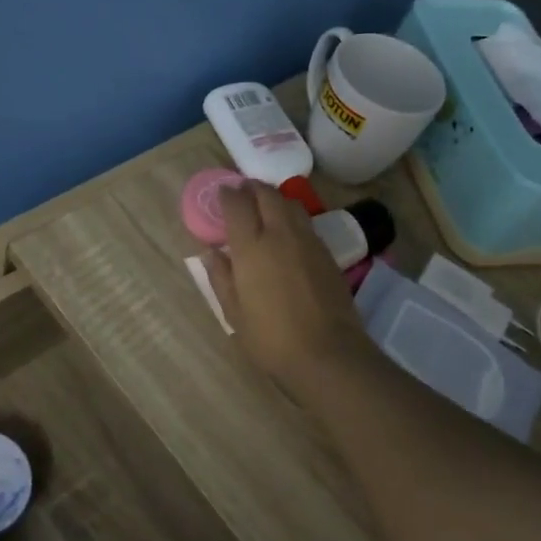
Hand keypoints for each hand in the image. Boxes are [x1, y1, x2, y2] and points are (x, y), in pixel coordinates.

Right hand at [203, 181, 377, 386]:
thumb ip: (221, 278)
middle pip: (267, 194)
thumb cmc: (271, 338)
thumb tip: (212, 253)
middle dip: (252, 188)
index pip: (237, 204)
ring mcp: (307, 240)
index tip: (222, 193)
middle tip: (243, 193)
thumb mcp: (234, 313)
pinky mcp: (327, 252)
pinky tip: (288, 233)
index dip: (228, 194)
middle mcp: (280, 234)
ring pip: (290, 203)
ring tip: (265, 207)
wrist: (328, 353)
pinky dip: (292, 217)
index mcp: (251, 247)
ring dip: (274, 198)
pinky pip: (306, 222)